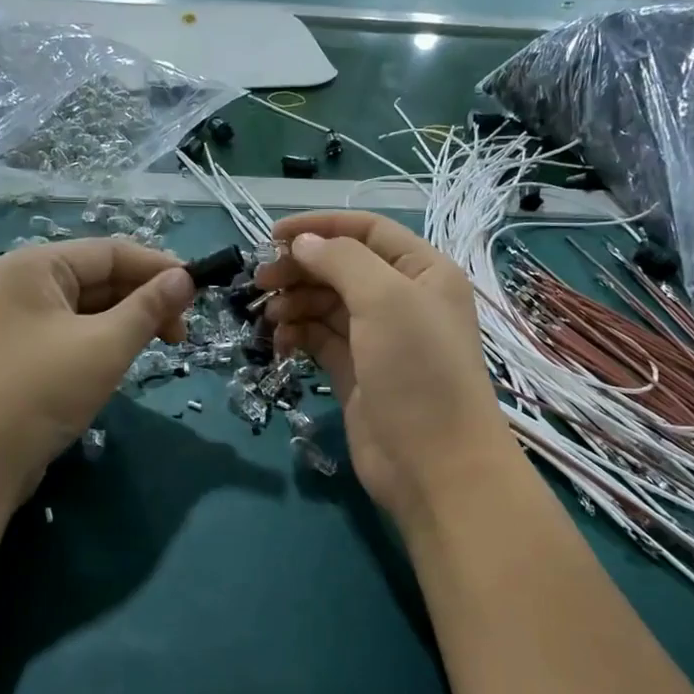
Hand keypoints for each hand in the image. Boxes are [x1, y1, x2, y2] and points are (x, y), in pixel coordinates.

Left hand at [0, 239, 194, 509]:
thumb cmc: (40, 392)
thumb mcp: (105, 346)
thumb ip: (149, 308)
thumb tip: (186, 278)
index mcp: (36, 267)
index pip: (110, 251)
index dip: (158, 267)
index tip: (199, 291)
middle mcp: (23, 285)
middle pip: (99, 277)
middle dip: (145, 298)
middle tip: (182, 331)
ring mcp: (19, 322)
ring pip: (89, 309)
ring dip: (129, 322)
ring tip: (163, 345)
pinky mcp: (22, 355)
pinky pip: (74, 334)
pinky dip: (105, 341)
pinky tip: (126, 359)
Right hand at [255, 211, 519, 525]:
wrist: (435, 465)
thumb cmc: (418, 371)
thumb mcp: (386, 299)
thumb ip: (342, 260)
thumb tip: (302, 243)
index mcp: (423, 271)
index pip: (366, 232)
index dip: (319, 227)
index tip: (271, 235)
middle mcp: (403, 300)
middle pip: (341, 268)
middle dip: (300, 269)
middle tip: (259, 282)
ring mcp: (378, 339)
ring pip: (326, 305)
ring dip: (294, 304)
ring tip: (268, 317)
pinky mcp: (356, 374)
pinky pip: (320, 340)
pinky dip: (298, 335)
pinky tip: (280, 343)